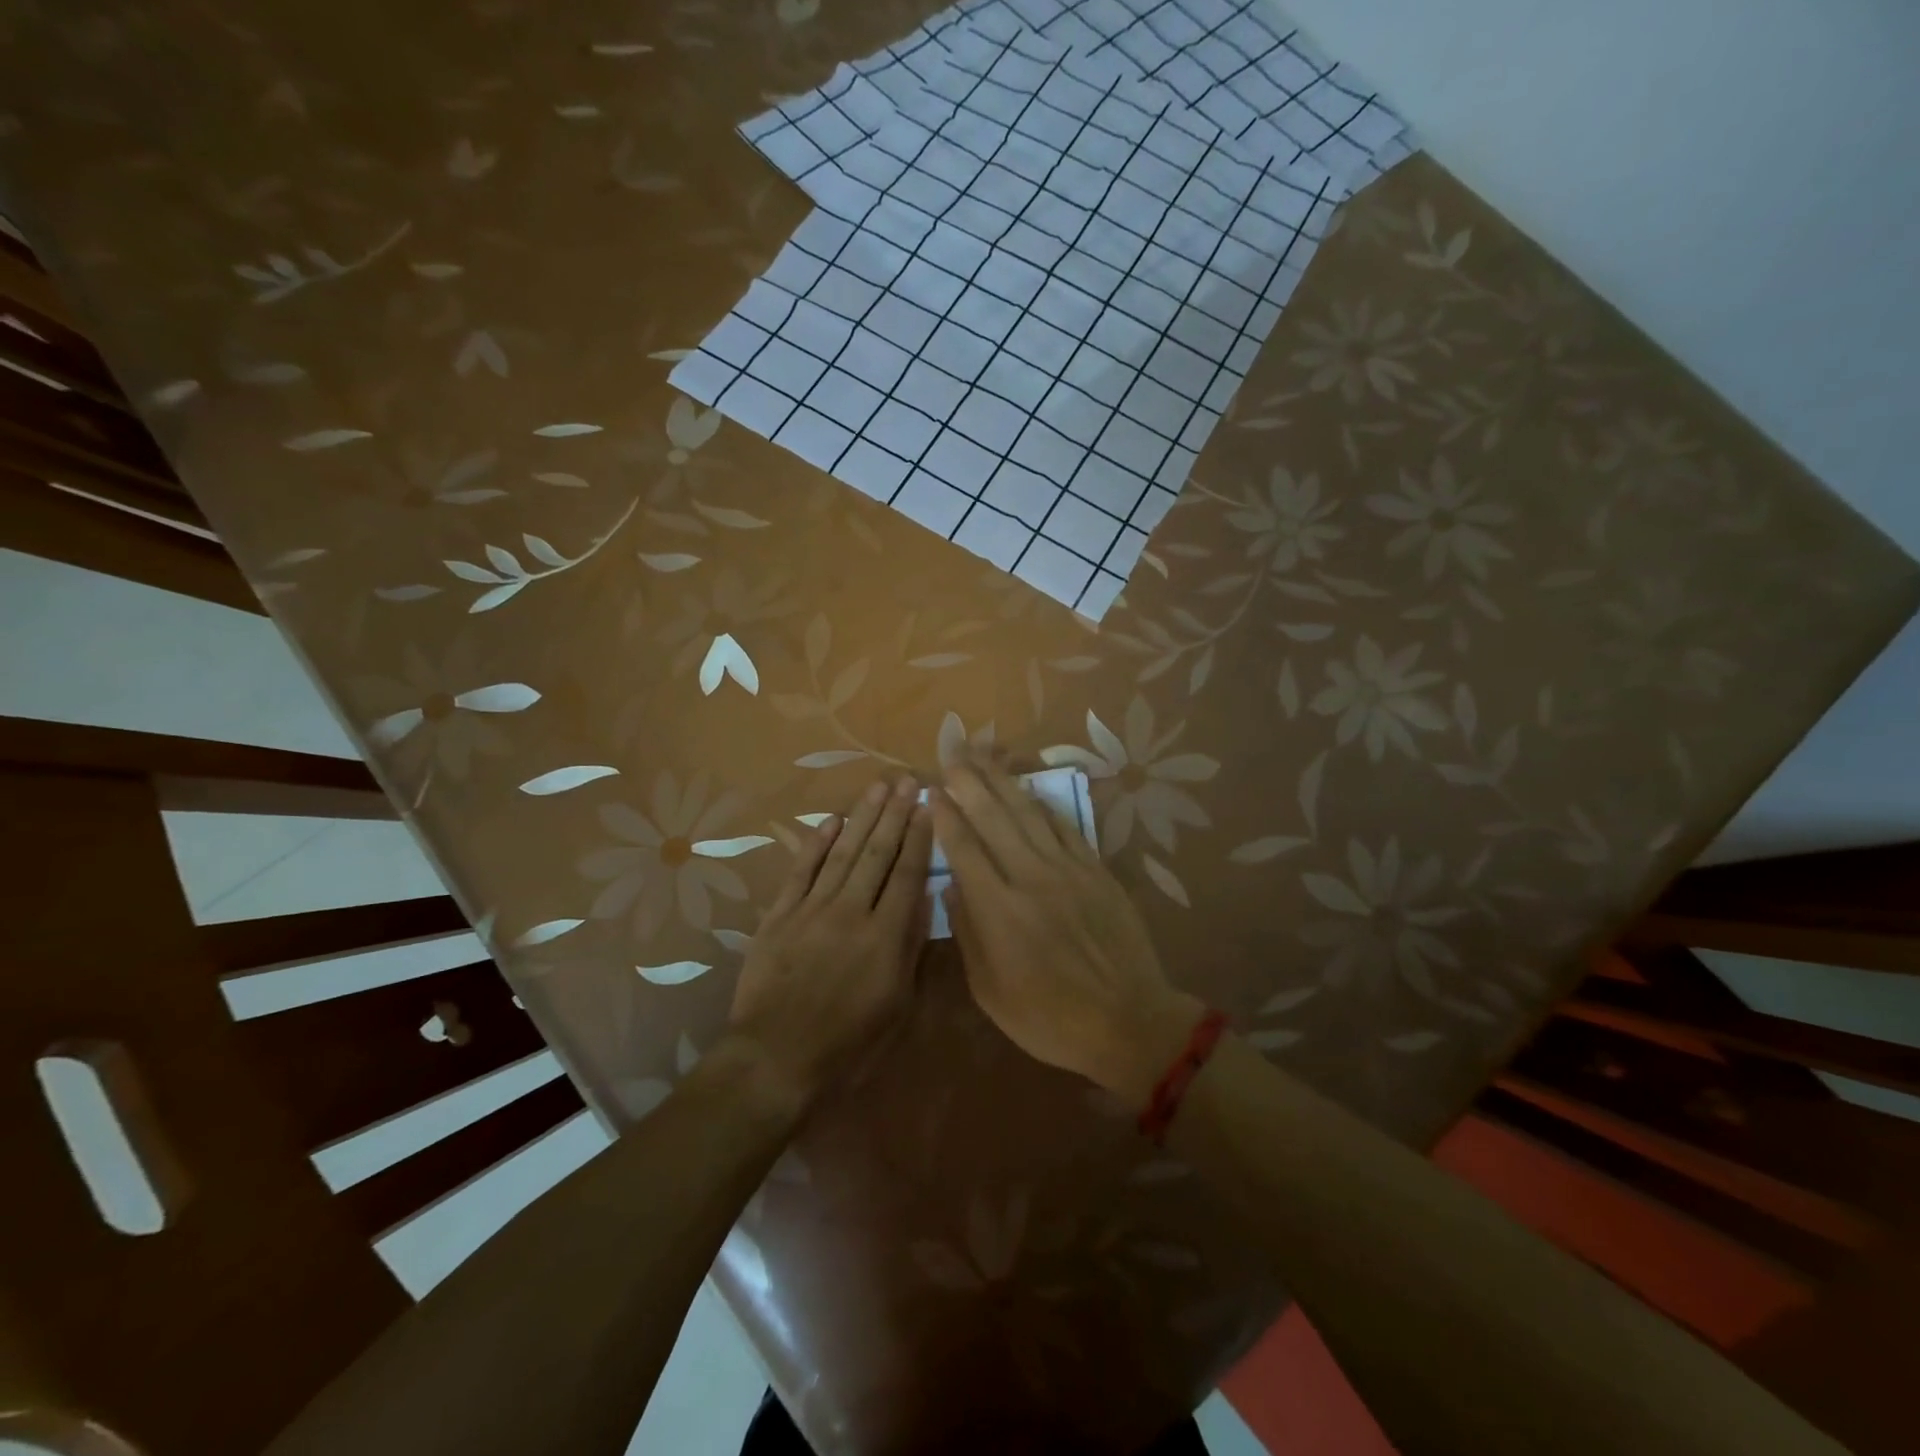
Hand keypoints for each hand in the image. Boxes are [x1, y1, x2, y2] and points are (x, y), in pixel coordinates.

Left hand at [727, 774, 932, 1109]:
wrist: (776, 1059)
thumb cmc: (848, 1044)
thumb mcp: (897, 1006)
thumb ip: (910, 948)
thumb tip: (922, 899)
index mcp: (885, 936)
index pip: (908, 873)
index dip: (920, 837)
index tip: (929, 806)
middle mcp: (851, 911)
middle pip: (877, 853)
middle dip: (895, 814)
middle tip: (907, 780)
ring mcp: (812, 909)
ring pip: (842, 852)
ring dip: (862, 817)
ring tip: (878, 788)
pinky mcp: (780, 915)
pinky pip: (801, 870)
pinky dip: (815, 844)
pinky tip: (831, 821)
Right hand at [932, 754, 1203, 1107]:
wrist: (1127, 1021)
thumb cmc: (1050, 1018)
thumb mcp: (990, 991)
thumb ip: (968, 933)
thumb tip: (951, 887)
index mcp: (998, 910)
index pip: (964, 848)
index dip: (945, 816)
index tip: (932, 791)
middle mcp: (1030, 877)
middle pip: (994, 818)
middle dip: (969, 783)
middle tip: (952, 755)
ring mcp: (1068, 869)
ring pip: (1029, 813)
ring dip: (1003, 781)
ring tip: (983, 755)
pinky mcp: (1096, 870)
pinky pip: (1065, 826)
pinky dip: (1043, 804)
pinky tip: (1029, 789)